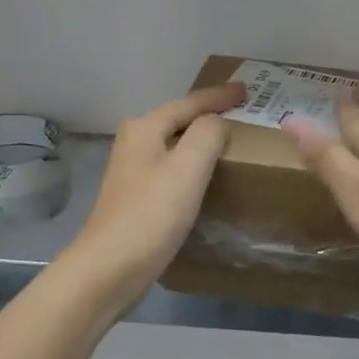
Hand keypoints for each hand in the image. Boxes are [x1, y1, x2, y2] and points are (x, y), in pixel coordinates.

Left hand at [60, 82, 245, 314]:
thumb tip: (217, 122)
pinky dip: (192, 167)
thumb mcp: (188, 167)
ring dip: (199, 141)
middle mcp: (134, 144)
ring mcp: (132, 173)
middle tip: (241, 113)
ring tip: (229, 143)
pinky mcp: (136, 200)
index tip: (247, 90)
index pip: (189, 102)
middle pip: (178, 120)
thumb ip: (208, 134)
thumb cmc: (151, 214)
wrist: (110, 268)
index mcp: (144, 128)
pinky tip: (206, 179)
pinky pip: (172, 171)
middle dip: (208, 115)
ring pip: (174, 146)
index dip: (219, 96)